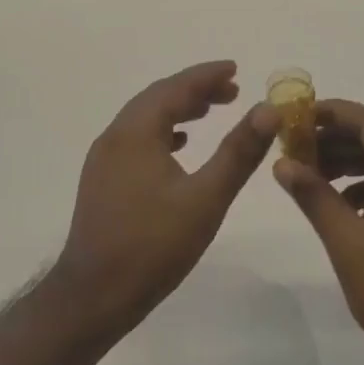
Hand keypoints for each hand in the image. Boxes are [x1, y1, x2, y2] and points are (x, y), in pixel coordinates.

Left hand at [57, 60, 279, 332]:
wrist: (94, 296)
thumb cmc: (153, 246)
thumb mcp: (206, 198)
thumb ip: (239, 151)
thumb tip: (268, 109)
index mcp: (135, 133)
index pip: (174, 88)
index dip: (206, 76)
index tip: (235, 69)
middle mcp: (115, 136)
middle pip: (157, 98)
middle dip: (194, 90)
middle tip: (232, 92)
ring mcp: (104, 159)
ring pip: (145, 119)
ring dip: (178, 110)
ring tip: (210, 112)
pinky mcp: (103, 180)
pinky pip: (136, 140)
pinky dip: (162, 132)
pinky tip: (180, 146)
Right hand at [273, 100, 363, 364]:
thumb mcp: (347, 240)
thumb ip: (314, 195)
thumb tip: (281, 163)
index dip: (332, 113)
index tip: (295, 115)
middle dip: (333, 137)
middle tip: (293, 144)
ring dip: (344, 160)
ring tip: (306, 170)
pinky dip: (358, 183)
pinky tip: (333, 200)